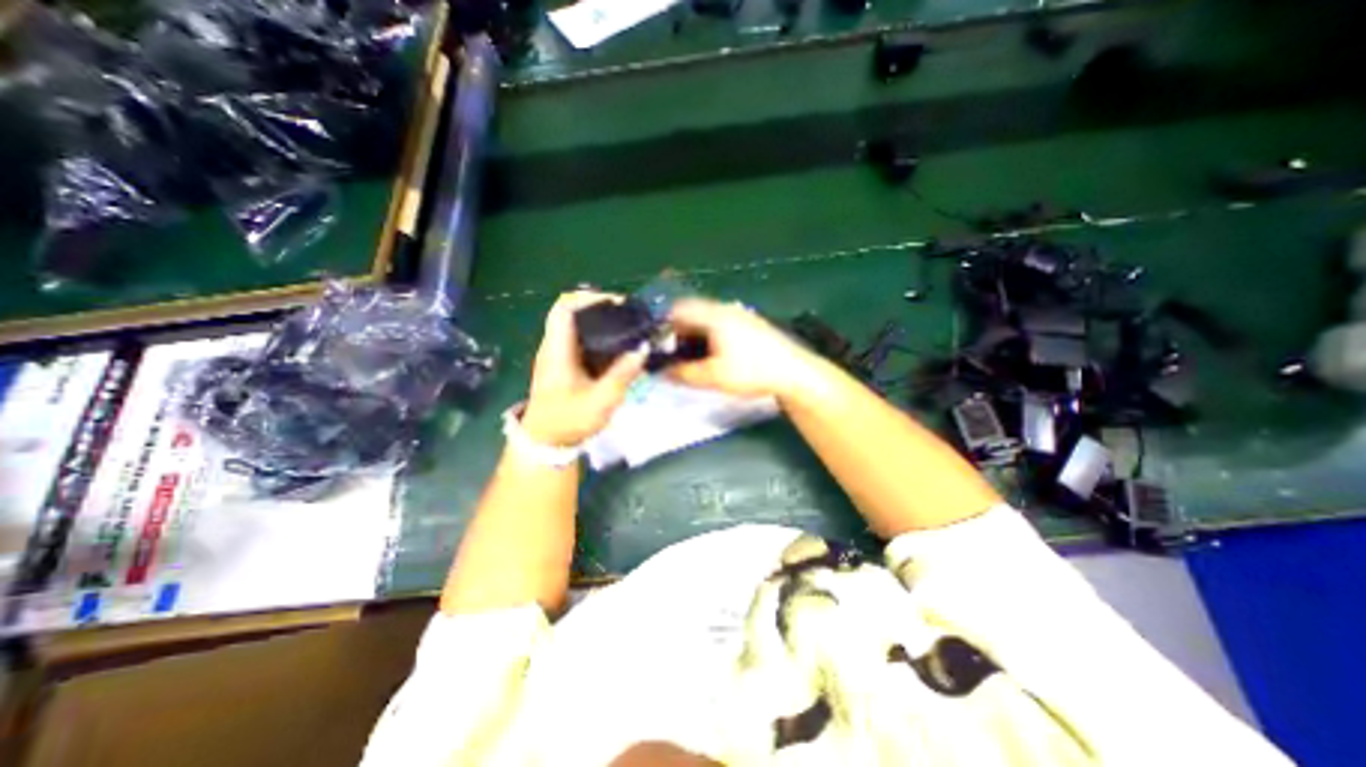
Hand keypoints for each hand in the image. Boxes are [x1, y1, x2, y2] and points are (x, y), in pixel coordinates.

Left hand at [523, 293, 648, 448]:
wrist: (545, 442)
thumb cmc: (569, 422)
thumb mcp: (601, 401)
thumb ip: (623, 374)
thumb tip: (643, 349)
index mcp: (557, 350)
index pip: (564, 308)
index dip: (589, 297)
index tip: (617, 303)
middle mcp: (553, 346)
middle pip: (571, 311)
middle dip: (600, 307)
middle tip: (628, 315)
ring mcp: (556, 354)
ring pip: (576, 324)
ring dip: (600, 321)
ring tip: (627, 328)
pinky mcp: (563, 363)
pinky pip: (580, 339)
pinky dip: (599, 336)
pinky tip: (618, 347)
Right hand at [668, 296, 815, 400]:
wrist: (793, 372)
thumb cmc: (751, 371)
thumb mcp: (713, 377)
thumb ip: (683, 374)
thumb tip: (661, 373)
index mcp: (714, 315)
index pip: (679, 308)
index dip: (662, 323)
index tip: (655, 342)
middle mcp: (725, 309)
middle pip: (692, 312)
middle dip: (677, 331)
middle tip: (669, 353)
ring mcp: (739, 315)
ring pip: (706, 319)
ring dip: (693, 334)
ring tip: (688, 356)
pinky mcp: (749, 324)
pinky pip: (719, 324)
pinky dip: (708, 335)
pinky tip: (711, 355)